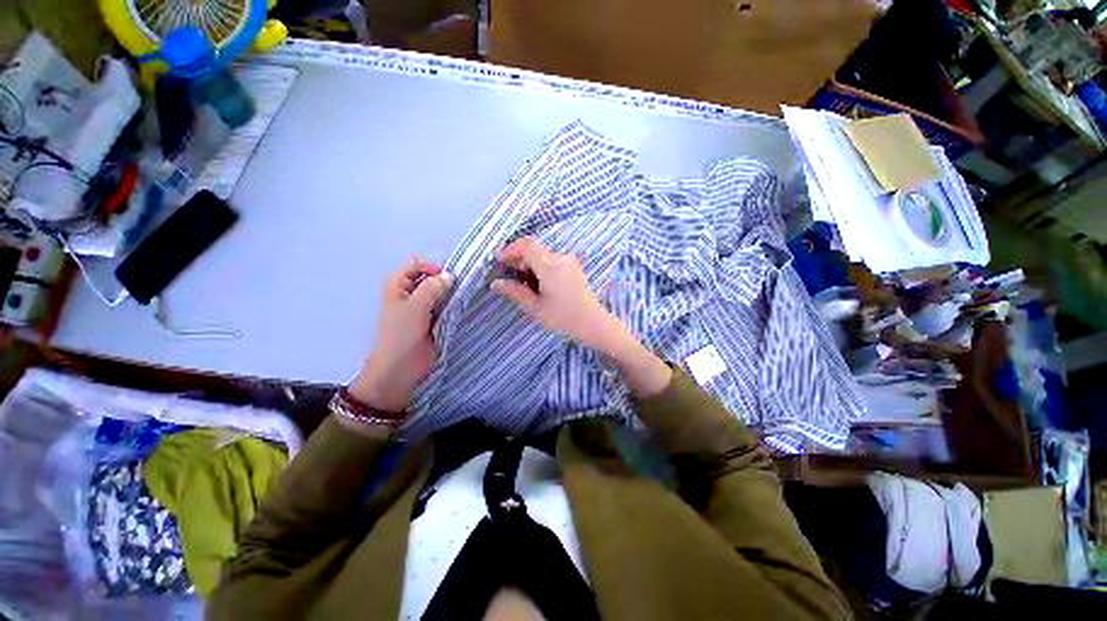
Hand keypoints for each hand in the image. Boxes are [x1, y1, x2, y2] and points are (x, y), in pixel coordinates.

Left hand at [349, 258, 452, 412]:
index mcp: (398, 283)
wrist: (398, 371)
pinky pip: (444, 309)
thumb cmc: (401, 336)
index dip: (433, 267)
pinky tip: (462, 312)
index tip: (449, 280)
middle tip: (462, 289)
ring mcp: (420, 308)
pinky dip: (452, 309)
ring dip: (450, 296)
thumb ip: (433, 287)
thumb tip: (449, 276)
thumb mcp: (416, 306)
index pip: (419, 263)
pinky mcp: (431, 323)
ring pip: (440, 293)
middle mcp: (409, 292)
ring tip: (463, 300)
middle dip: (445, 281)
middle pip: (431, 277)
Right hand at [493, 236, 671, 396]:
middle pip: (534, 248)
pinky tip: (536, 285)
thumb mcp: (535, 308)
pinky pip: (551, 260)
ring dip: (529, 263)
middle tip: (507, 276)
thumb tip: (496, 283)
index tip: (498, 262)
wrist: (594, 324)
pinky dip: (540, 267)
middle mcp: (560, 258)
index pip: (526, 245)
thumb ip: (515, 292)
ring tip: (522, 284)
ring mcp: (569, 261)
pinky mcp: (573, 268)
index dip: (510, 250)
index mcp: (550, 265)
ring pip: (542, 254)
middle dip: (518, 258)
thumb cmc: (564, 318)